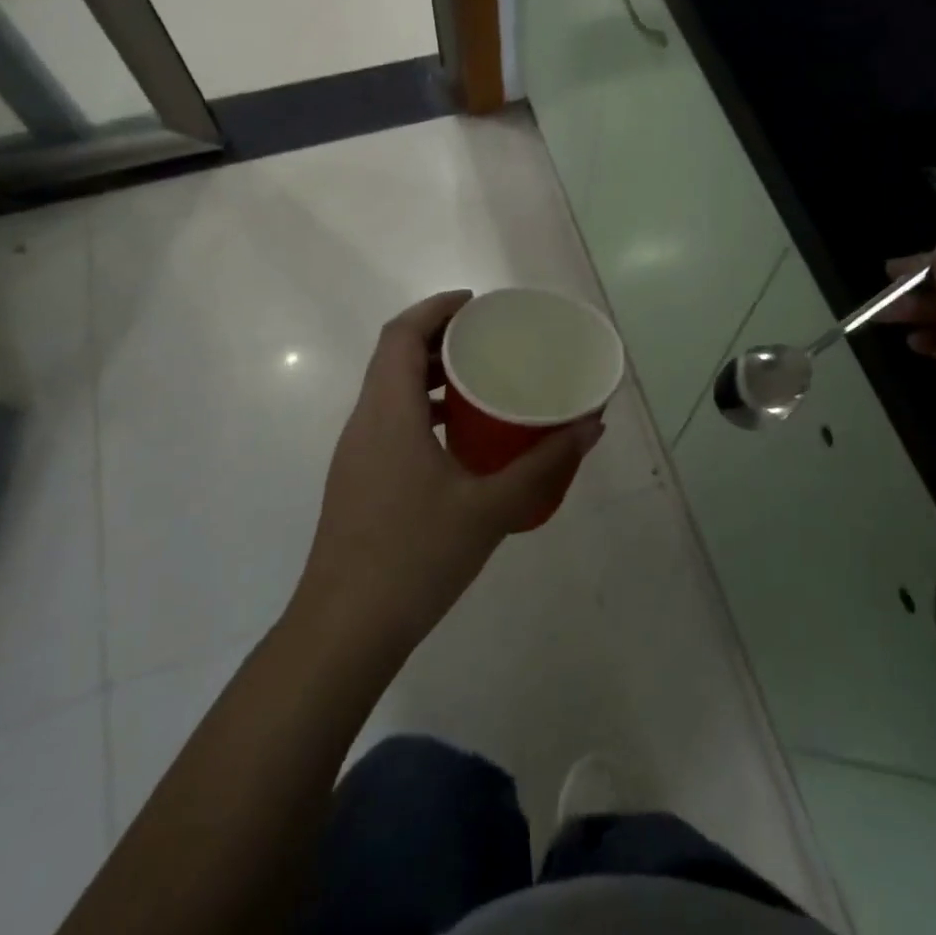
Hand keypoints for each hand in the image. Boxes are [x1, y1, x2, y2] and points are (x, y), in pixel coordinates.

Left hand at [297, 291, 603, 654]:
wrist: (343, 632)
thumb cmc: (414, 558)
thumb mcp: (490, 509)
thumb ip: (543, 464)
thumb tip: (591, 427)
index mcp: (388, 414)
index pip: (401, 335)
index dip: (435, 308)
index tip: (476, 304)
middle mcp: (365, 422)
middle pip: (393, 356)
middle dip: (437, 336)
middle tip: (487, 336)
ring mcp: (357, 453)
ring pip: (389, 389)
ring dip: (428, 373)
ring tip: (480, 378)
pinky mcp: (358, 480)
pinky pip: (390, 420)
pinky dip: (422, 407)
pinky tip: (460, 436)